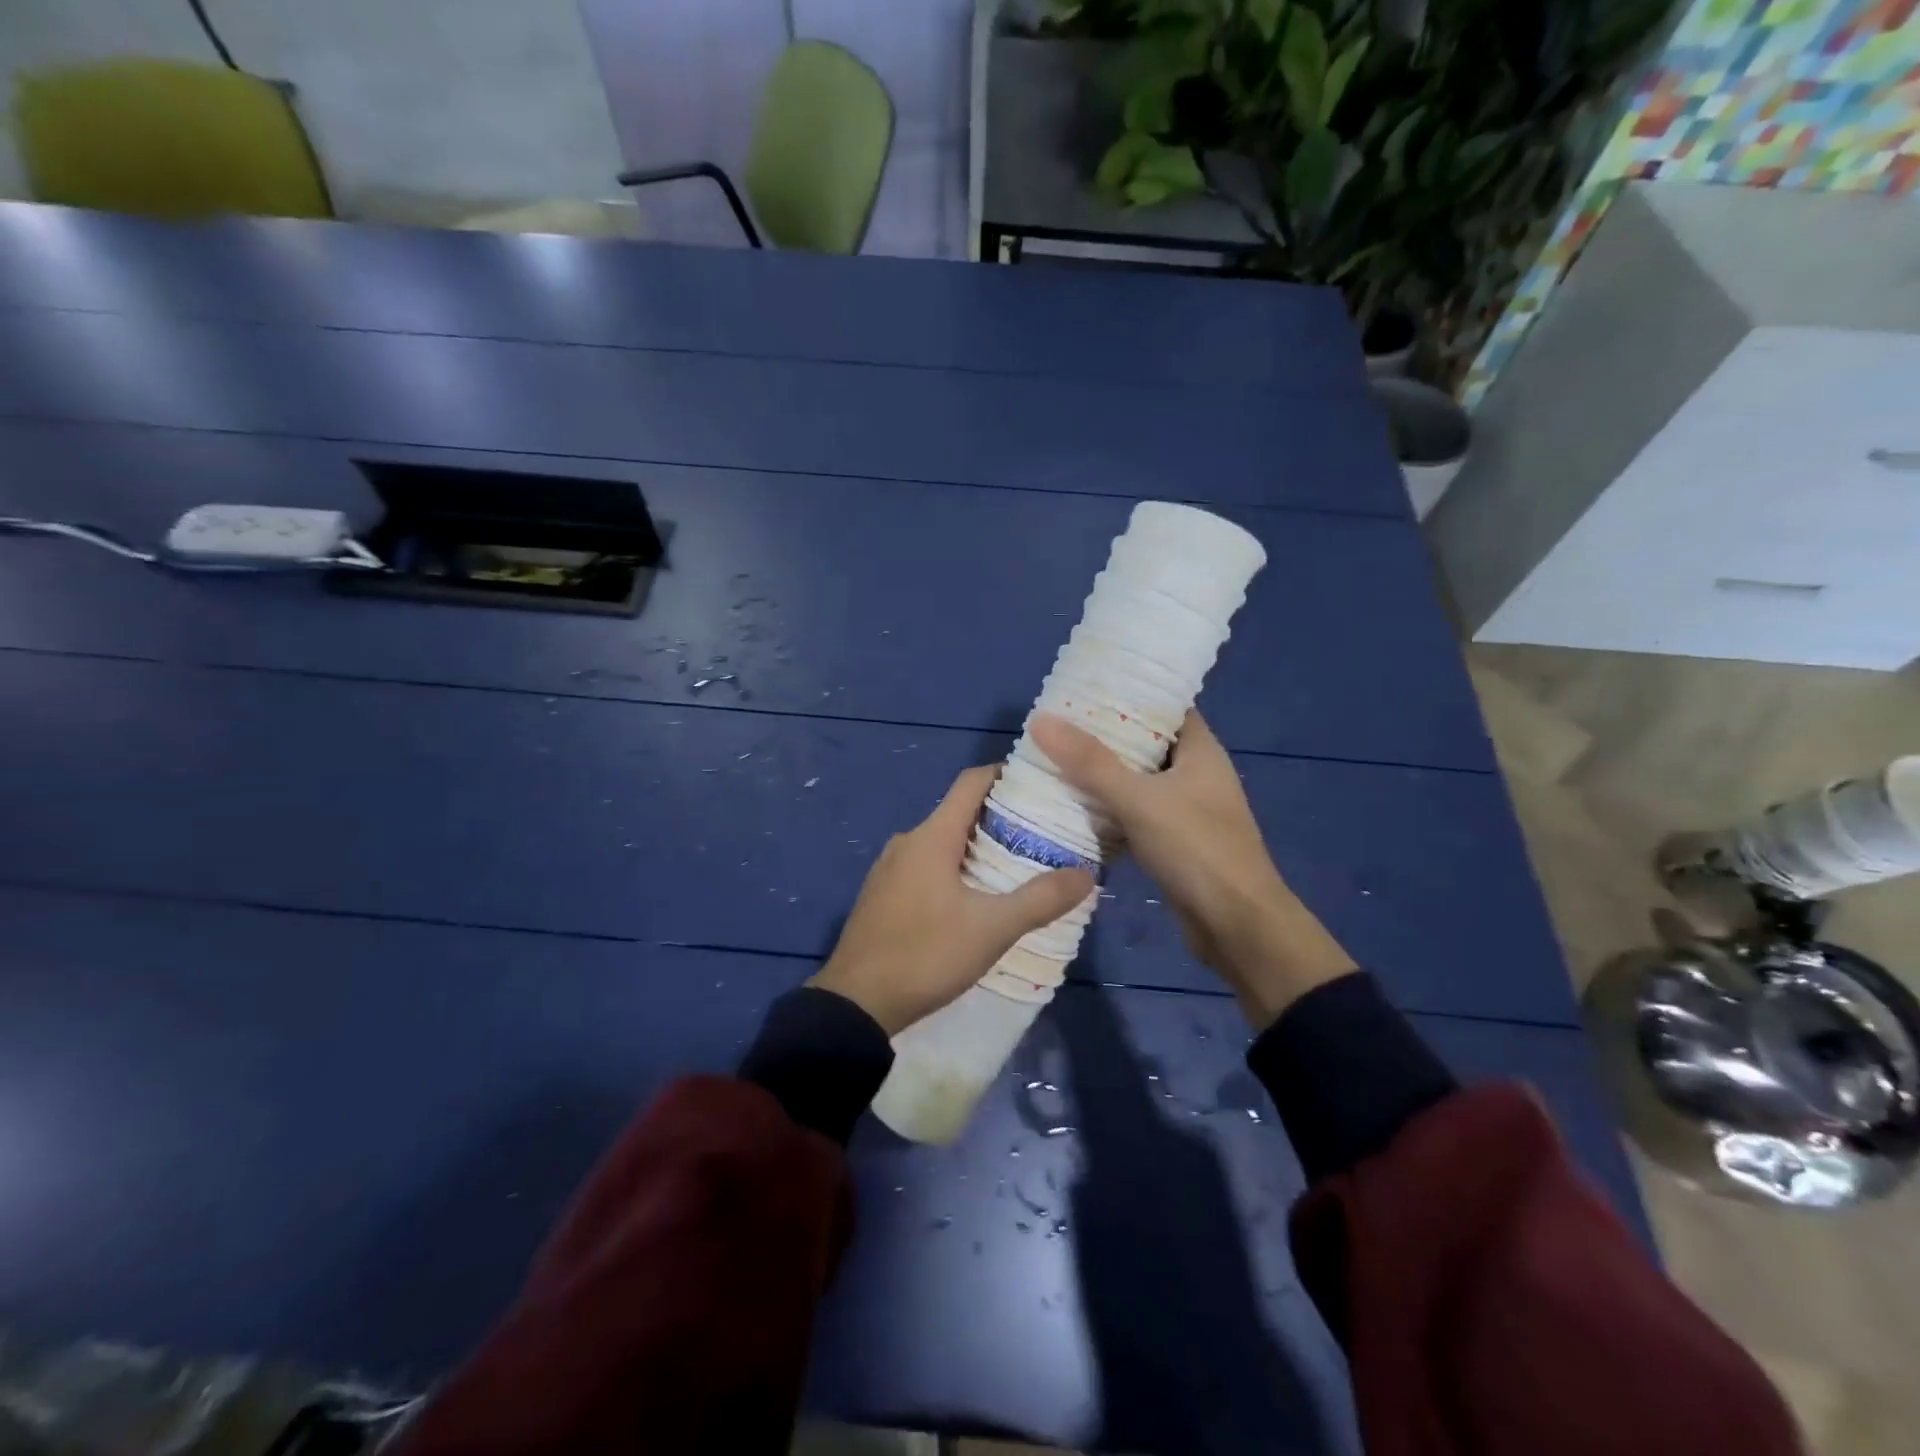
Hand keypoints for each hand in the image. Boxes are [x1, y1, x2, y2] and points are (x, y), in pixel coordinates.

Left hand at [810, 765, 1095, 1035]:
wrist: (855, 1005)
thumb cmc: (926, 955)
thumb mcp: (991, 929)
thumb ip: (1040, 899)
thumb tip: (1087, 874)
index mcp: (931, 836)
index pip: (971, 782)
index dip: (1006, 774)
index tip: (1040, 782)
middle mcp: (907, 842)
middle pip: (959, 812)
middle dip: (1000, 817)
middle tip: (1042, 832)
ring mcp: (890, 869)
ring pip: (943, 843)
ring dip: (978, 847)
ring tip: (1018, 865)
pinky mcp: (883, 895)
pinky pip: (926, 867)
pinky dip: (955, 869)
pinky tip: (977, 898)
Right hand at [1030, 709, 1354, 1028]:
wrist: (1237, 926)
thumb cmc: (1197, 850)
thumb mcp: (1139, 800)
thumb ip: (1090, 763)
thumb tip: (1041, 720)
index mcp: (1201, 751)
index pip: (1166, 707)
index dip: (1130, 693)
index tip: (1086, 687)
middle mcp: (1196, 774)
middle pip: (1146, 743)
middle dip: (1105, 735)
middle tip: (1057, 724)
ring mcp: (1186, 810)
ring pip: (1137, 781)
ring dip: (1103, 775)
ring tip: (1055, 759)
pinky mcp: (1174, 842)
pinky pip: (1135, 814)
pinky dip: (1109, 809)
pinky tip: (1072, 807)